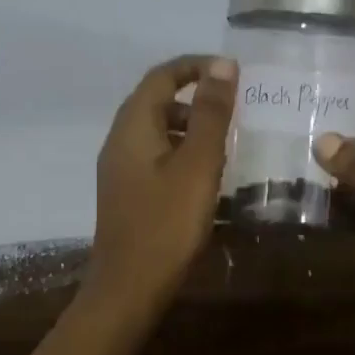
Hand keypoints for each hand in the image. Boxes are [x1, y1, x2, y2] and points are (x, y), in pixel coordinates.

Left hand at [85, 54, 237, 315]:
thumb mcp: (198, 165)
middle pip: (156, 101)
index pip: (161, 76)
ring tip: (226, 142)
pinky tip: (205, 175)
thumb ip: (211, 115)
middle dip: (196, 97)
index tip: (233, 73)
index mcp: (133, 127)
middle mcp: (120, 141)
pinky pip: (156, 156)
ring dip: (191, 126)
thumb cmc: (167, 224)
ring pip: (157, 130)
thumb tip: (223, 65)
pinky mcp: (128, 193)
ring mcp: (120, 169)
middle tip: (235, 108)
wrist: (129, 288)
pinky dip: (182, 152)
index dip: (195, 66)